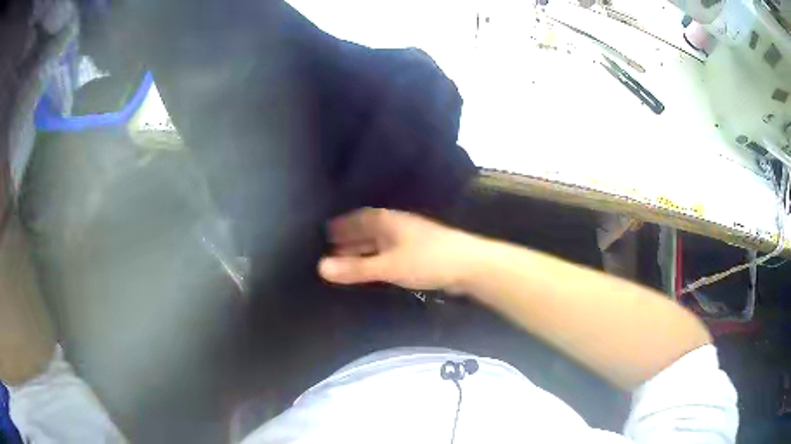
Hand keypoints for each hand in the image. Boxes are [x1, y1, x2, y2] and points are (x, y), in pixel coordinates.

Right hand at [318, 208, 476, 290]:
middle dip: (350, 239)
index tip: (326, 232)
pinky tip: (374, 268)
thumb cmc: (427, 260)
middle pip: (367, 230)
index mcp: (387, 221)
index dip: (342, 225)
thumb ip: (355, 268)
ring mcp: (409, 239)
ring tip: (346, 260)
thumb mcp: (388, 265)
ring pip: (379, 242)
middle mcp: (396, 226)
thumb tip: (320, 267)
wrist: (469, 265)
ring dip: (363, 250)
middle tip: (330, 249)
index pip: (358, 218)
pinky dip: (377, 259)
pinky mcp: (419, 253)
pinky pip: (390, 253)